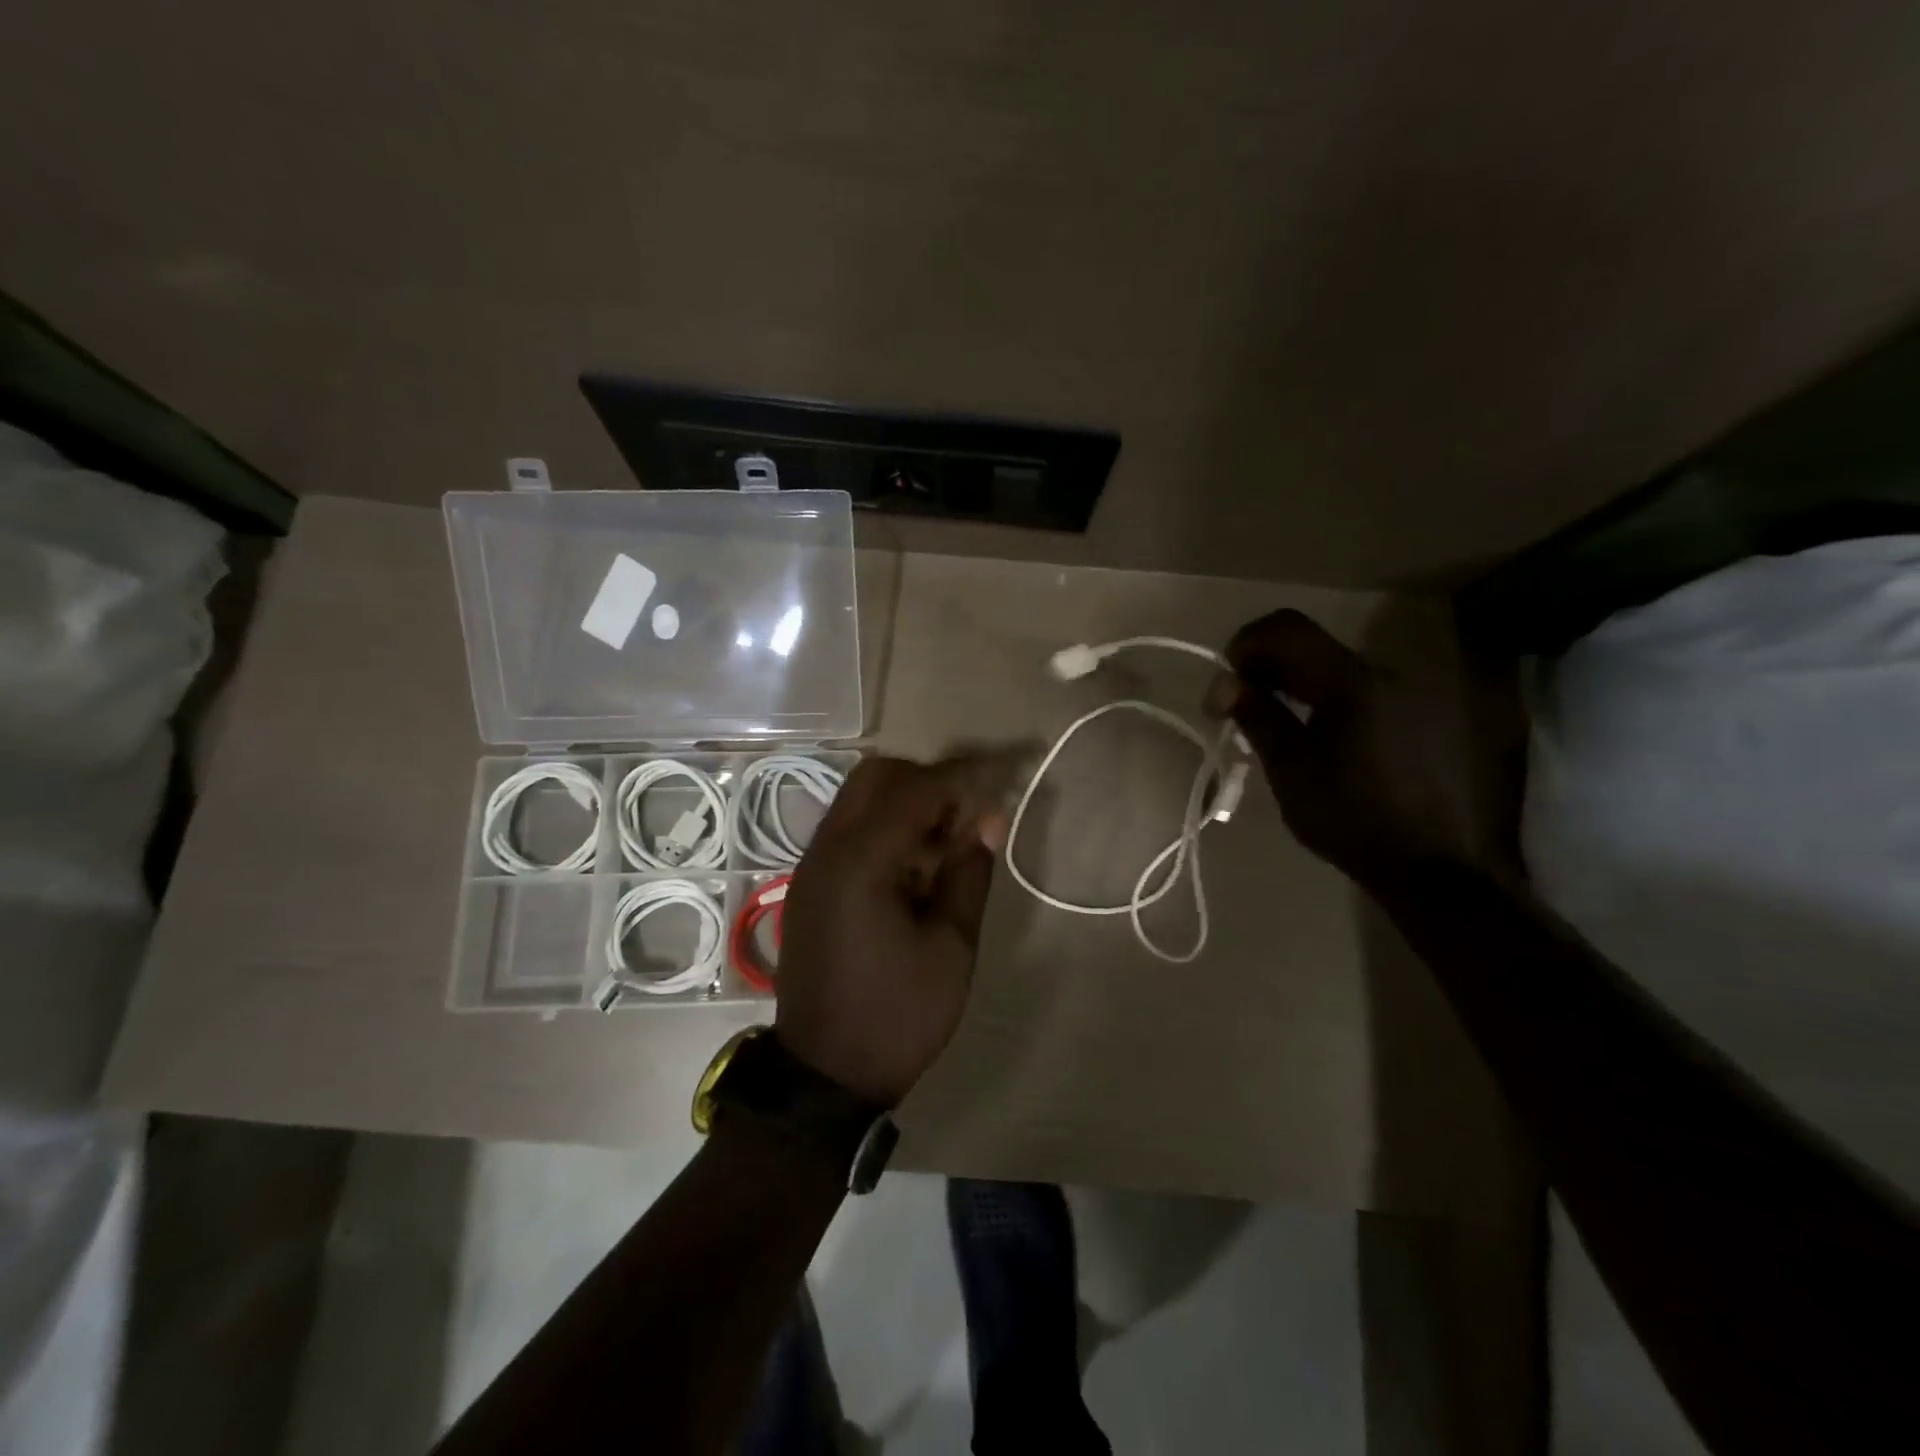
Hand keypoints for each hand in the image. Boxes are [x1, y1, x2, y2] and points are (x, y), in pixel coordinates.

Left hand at [776, 756, 1008, 1107]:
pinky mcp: (808, 883)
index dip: (962, 776)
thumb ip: (968, 873)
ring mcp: (811, 865)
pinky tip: (911, 867)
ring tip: (943, 843)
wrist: (824, 1075)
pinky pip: (846, 829)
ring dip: (903, 802)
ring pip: (857, 799)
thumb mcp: (950, 948)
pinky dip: (881, 826)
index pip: (916, 789)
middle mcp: (827, 849)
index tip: (1000, 775)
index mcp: (861, 861)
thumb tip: (988, 818)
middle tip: (966, 814)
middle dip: (926, 781)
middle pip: (876, 777)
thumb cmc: (897, 1015)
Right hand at [1221, 609, 1483, 890]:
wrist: (1428, 864)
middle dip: (1263, 663)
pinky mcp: (1412, 714)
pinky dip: (1318, 695)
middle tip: (1235, 704)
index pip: (1288, 629)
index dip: (1246, 643)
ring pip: (1330, 665)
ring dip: (1290, 680)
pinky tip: (1307, 731)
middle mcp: (1381, 673)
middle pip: (1309, 643)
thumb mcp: (1290, 768)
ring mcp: (1402, 692)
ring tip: (1266, 720)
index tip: (1224, 682)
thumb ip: (1257, 715)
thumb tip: (1225, 682)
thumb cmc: (1348, 816)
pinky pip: (1353, 687)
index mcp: (1351, 682)